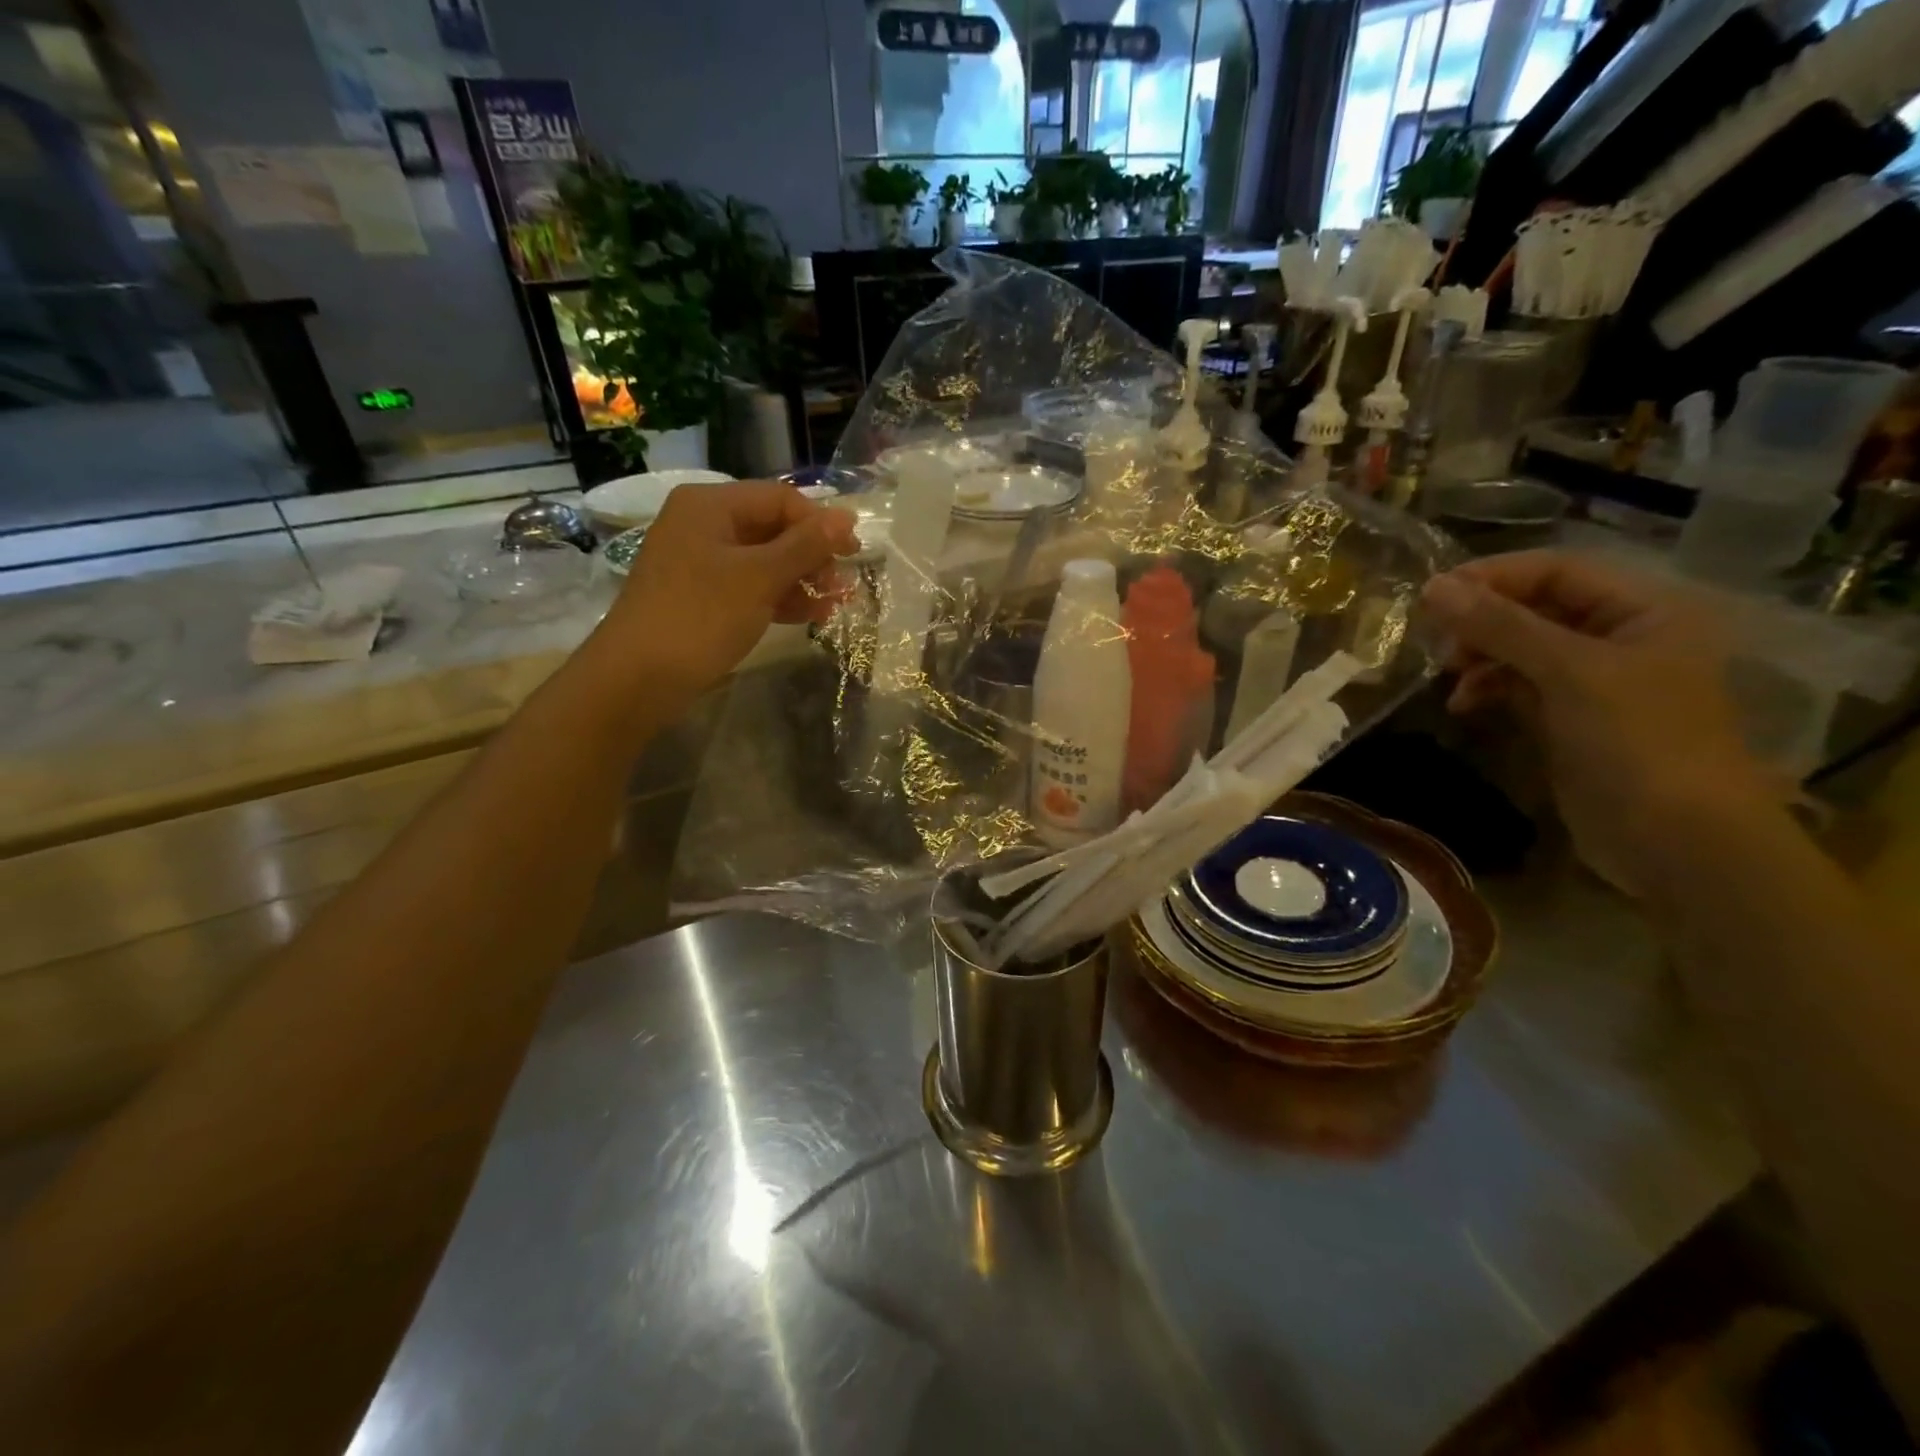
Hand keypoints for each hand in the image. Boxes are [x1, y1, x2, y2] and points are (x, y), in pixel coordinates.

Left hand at [594, 481, 855, 701]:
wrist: (638, 678)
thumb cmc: (701, 617)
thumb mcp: (760, 577)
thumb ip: (806, 546)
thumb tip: (847, 518)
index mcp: (711, 505)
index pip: (780, 498)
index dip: (820, 523)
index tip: (854, 554)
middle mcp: (704, 524)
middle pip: (773, 528)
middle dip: (813, 555)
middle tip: (842, 586)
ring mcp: (701, 562)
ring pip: (765, 560)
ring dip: (802, 579)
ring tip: (834, 605)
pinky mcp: (702, 596)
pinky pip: (751, 586)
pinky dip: (780, 597)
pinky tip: (809, 616)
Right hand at [1419, 550, 1780, 896]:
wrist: (1675, 841)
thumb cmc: (1638, 741)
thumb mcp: (1569, 672)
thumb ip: (1500, 626)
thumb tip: (1431, 587)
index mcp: (1645, 612)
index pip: (1557, 571)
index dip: (1494, 577)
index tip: (1431, 594)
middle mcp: (1622, 638)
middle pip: (1536, 609)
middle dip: (1483, 622)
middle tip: (1438, 642)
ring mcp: (1595, 683)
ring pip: (1521, 649)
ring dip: (1480, 657)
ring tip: (1450, 677)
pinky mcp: (1570, 720)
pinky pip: (1519, 687)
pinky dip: (1488, 690)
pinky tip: (1463, 705)